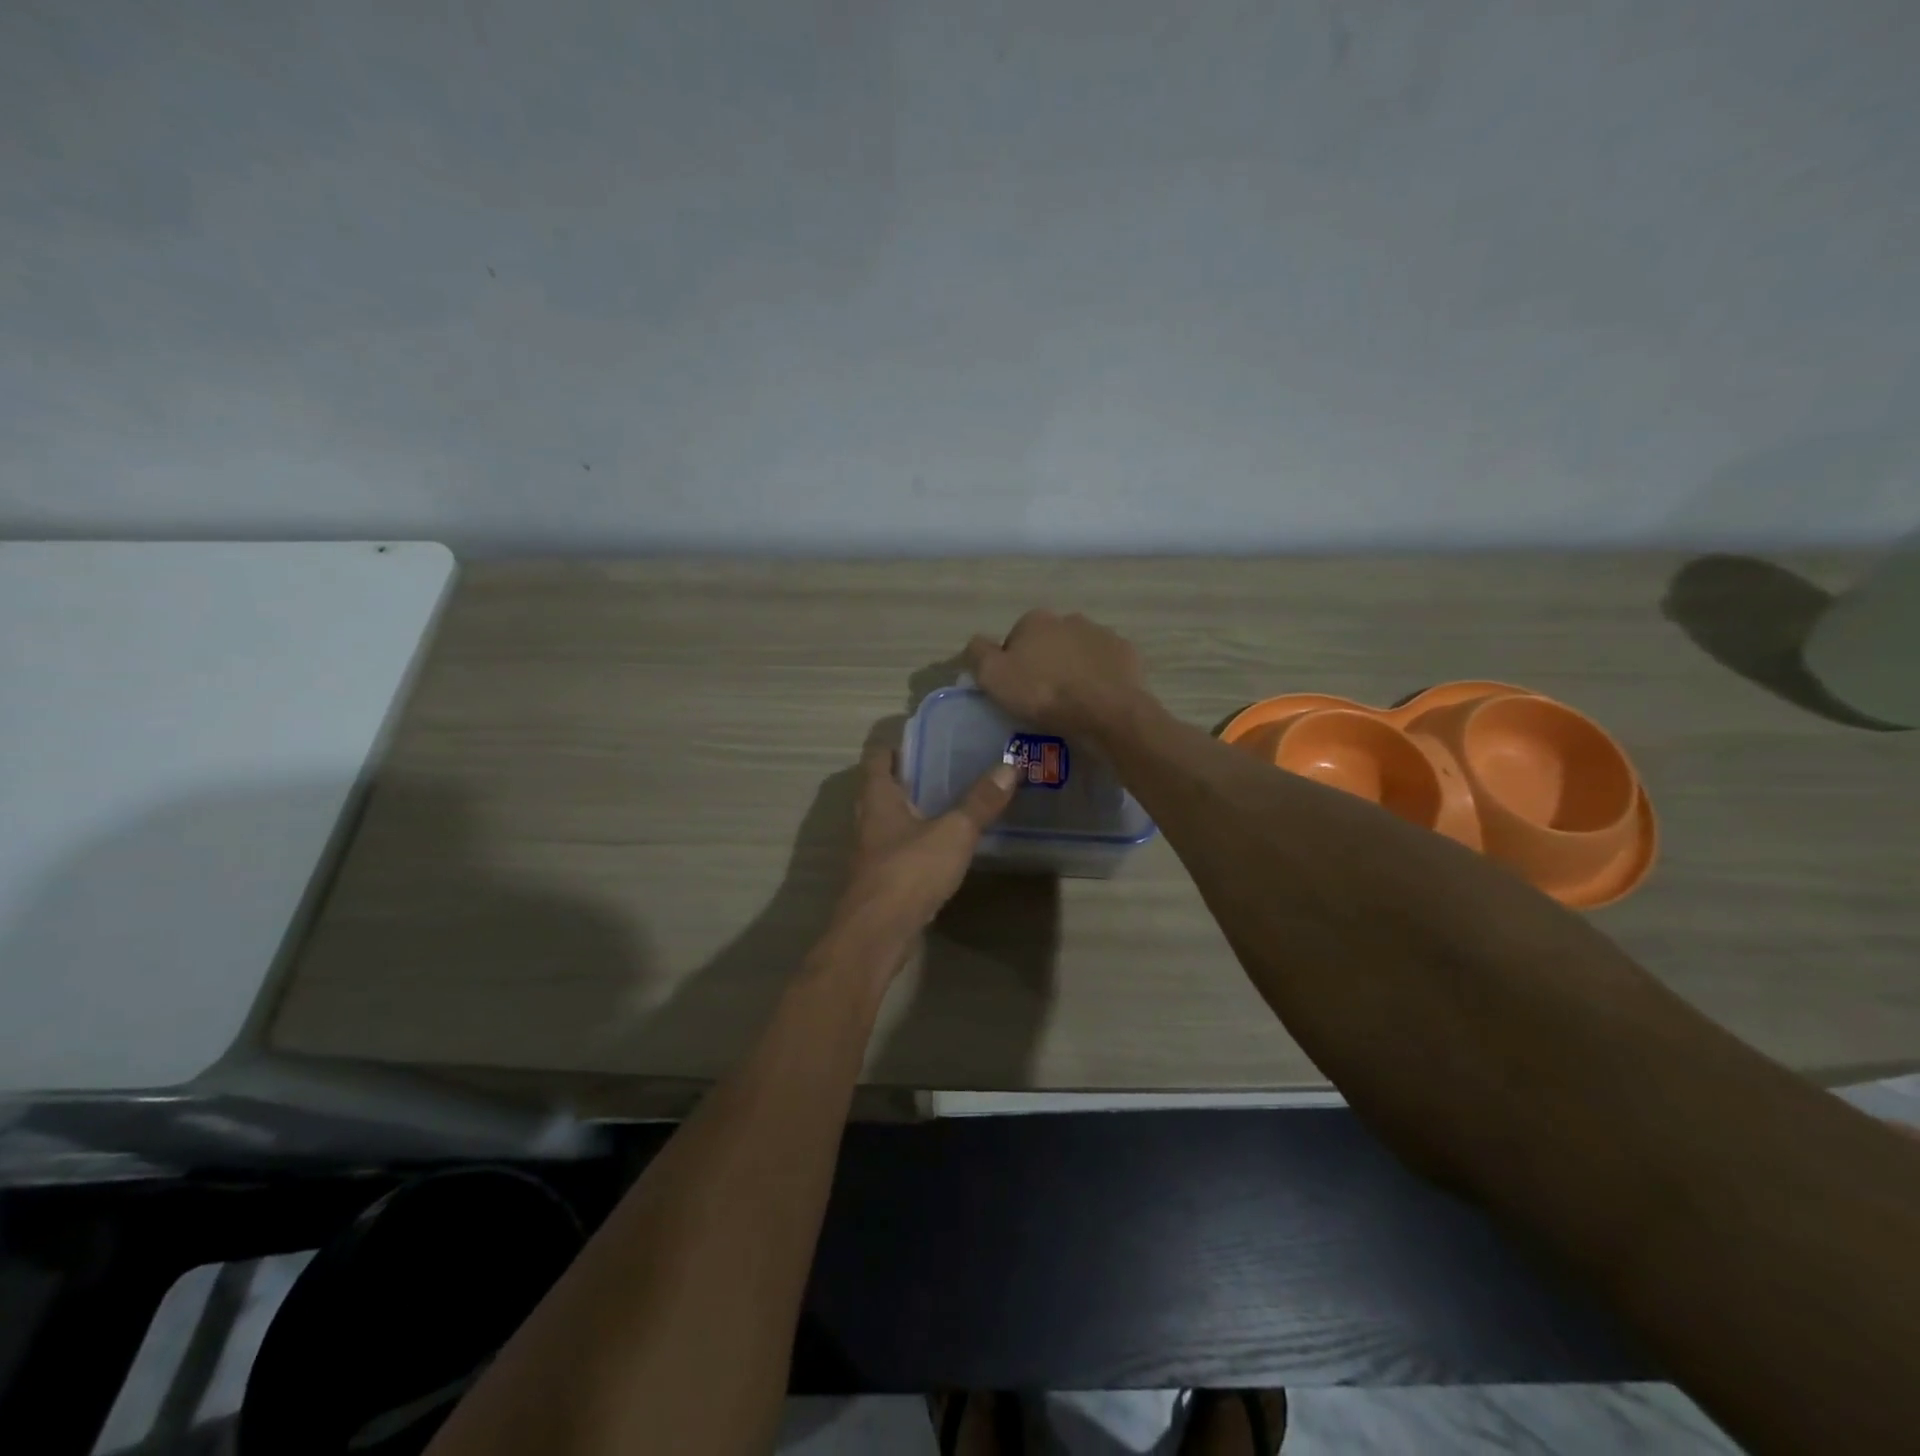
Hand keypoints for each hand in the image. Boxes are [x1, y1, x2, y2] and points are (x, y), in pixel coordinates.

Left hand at [830, 746, 1017, 962]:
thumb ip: (980, 801)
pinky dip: (914, 842)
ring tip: (946, 804)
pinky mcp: (879, 881)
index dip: (895, 746)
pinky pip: (896, 850)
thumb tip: (1010, 766)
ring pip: (887, 821)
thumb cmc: (909, 872)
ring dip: (910, 811)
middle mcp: (867, 821)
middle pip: (880, 789)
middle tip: (942, 769)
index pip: (876, 758)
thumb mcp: (953, 833)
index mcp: (878, 799)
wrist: (877, 934)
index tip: (923, 740)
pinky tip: (940, 848)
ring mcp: (870, 853)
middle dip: (906, 778)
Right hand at [965, 609, 1147, 739]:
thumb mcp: (993, 676)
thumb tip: (977, 643)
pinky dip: (1100, 678)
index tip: (1016, 691)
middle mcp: (1069, 618)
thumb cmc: (1043, 693)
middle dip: (1045, 663)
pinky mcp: (1126, 654)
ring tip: (1072, 703)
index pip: (1014, 640)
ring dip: (1074, 669)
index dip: (1012, 665)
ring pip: (1079, 652)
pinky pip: (1106, 666)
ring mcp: (1102, 634)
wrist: (1104, 711)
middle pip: (1048, 643)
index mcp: (1035, 620)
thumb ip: (977, 653)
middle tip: (1043, 699)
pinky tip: (1096, 701)